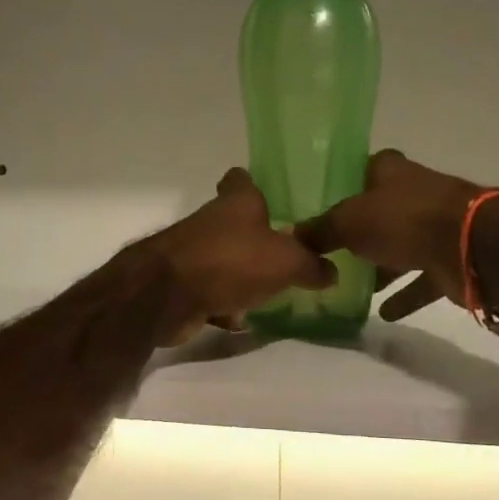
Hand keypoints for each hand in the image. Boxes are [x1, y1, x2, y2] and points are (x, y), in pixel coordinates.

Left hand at [142, 169, 337, 345]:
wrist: (167, 295)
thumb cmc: (230, 261)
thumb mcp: (286, 262)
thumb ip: (311, 265)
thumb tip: (331, 271)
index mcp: (237, 202)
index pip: (241, 179)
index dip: (254, 184)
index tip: (272, 197)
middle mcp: (212, 221)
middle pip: (235, 223)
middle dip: (256, 239)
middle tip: (287, 255)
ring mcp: (192, 253)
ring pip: (224, 260)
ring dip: (241, 275)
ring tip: (271, 292)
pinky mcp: (182, 285)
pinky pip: (211, 292)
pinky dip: (223, 305)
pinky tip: (241, 320)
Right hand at [297, 150, 485, 322]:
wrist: (469, 246)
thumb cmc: (403, 219)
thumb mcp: (348, 222)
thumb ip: (320, 230)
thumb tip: (293, 237)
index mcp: (390, 170)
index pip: (361, 170)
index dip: (342, 186)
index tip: (320, 207)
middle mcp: (414, 193)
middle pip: (380, 210)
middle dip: (359, 230)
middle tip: (328, 251)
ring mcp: (435, 226)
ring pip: (400, 245)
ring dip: (381, 265)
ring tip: (350, 285)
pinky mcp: (449, 258)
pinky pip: (421, 278)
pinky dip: (405, 294)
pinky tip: (384, 312)